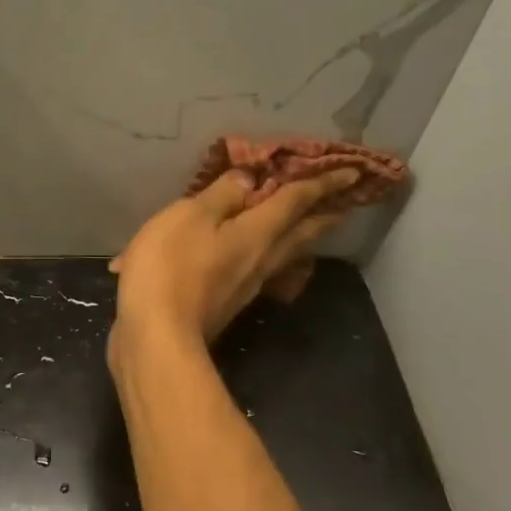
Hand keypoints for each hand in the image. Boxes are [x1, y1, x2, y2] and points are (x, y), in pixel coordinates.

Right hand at [108, 167, 362, 356]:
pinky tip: (262, 256)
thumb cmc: (171, 267)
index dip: (321, 183)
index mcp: (256, 233)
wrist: (158, 337)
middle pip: (300, 233)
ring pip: (285, 254)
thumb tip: (251, 179)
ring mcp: (246, 286)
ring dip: (302, 236)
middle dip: (324, 214)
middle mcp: (261, 260)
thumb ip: (221, 196)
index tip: (353, 173)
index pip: (295, 201)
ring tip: (311, 226)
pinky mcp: (228, 303)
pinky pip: (262, 269)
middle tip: (347, 203)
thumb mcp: (190, 217)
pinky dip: (271, 253)